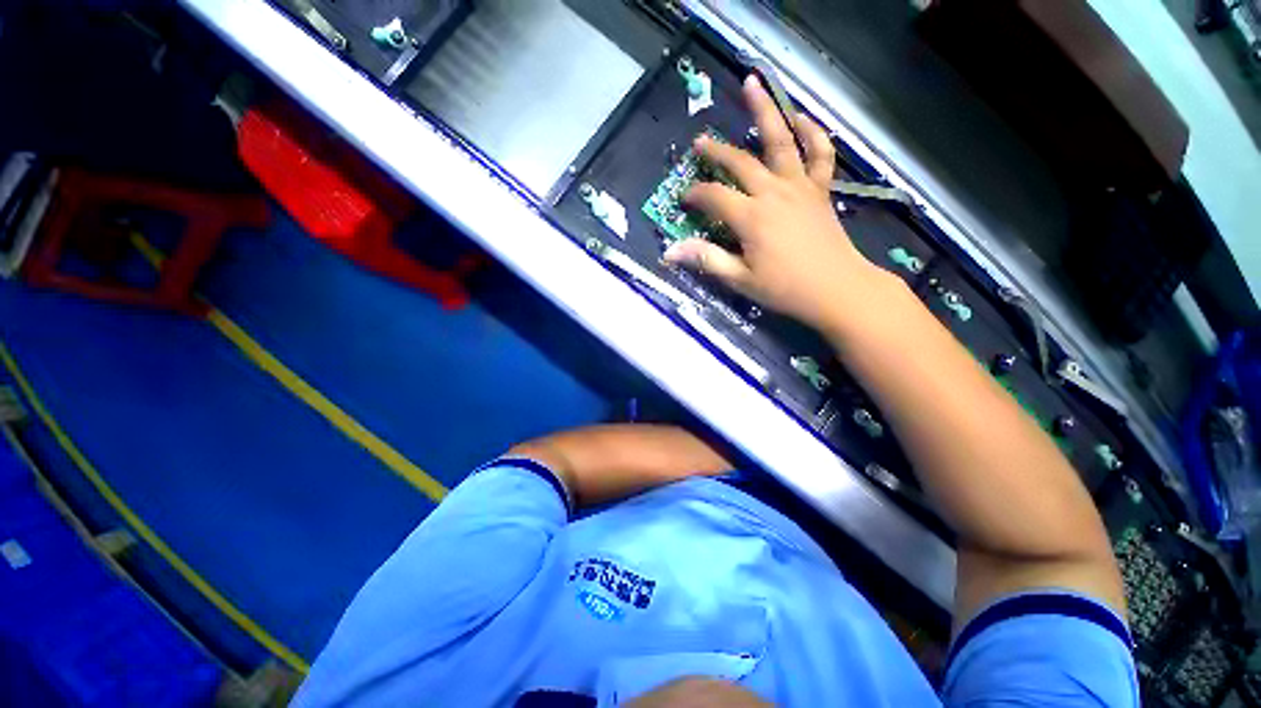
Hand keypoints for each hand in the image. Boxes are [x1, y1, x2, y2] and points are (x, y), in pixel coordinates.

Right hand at [663, 75, 887, 332]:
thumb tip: (669, 252)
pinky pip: (820, 153)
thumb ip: (706, 259)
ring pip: (781, 140)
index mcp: (751, 216)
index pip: (714, 196)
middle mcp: (773, 192)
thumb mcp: (740, 278)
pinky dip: (813, 132)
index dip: (695, 194)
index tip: (684, 199)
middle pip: (740, 162)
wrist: (836, 289)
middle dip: (717, 152)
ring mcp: (800, 186)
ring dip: (765, 110)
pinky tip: (802, 118)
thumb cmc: (785, 288)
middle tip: (700, 142)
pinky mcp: (820, 189)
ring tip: (753, 83)